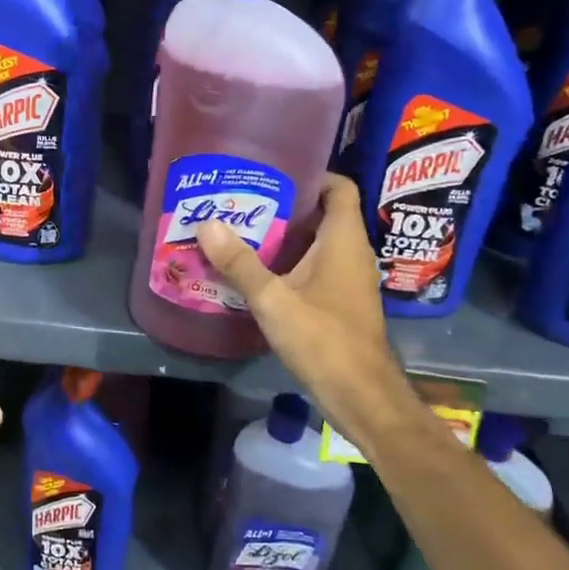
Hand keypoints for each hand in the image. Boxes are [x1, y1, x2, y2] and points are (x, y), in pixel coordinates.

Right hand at [195, 174, 422, 456]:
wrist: (362, 396)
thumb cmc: (323, 339)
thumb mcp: (273, 300)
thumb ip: (240, 263)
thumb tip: (207, 223)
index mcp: (344, 239)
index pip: (338, 186)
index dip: (311, 174)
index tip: (273, 173)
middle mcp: (353, 252)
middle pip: (323, 213)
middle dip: (287, 206)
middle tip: (245, 201)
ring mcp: (350, 279)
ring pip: (319, 243)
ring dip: (288, 237)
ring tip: (245, 232)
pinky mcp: (343, 302)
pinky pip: (318, 268)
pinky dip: (293, 263)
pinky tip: (260, 273)